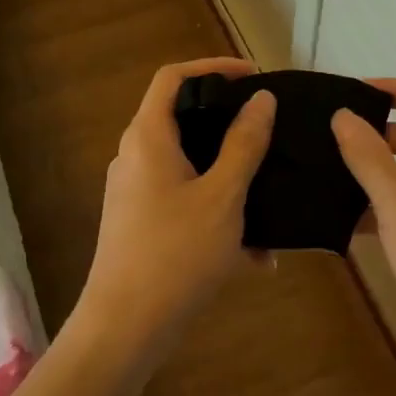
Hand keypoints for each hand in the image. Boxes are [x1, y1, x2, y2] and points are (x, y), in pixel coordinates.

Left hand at [78, 58, 275, 357]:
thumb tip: (261, 99)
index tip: (253, 76)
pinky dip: (216, 211)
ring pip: (188, 166)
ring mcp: (134, 191)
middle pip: (181, 118)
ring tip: (269, 196)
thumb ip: (243, 144)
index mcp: (148, 137)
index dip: (213, 67)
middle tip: (268, 130)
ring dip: (229, 177)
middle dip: (228, 124)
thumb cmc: (176, 253)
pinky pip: (184, 200)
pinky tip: (255, 254)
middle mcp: (134, 156)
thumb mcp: (223, 196)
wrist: (126, 327)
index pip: (173, 77)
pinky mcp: (139, 222)